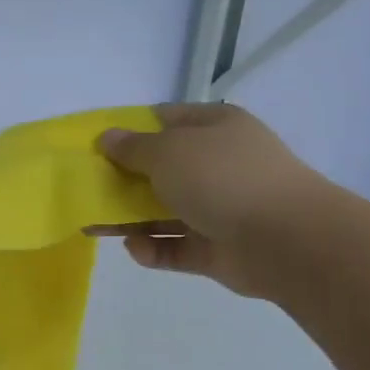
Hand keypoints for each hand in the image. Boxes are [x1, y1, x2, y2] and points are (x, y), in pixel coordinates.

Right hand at [97, 103, 331, 298]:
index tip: (94, 146)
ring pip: (162, 212)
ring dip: (128, 219)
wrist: (284, 239)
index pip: (164, 120)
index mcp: (214, 127)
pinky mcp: (215, 248)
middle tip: (85, 191)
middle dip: (121, 181)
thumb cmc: (223, 178)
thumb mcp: (169, 151)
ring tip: (92, 227)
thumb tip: (107, 138)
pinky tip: (136, 249)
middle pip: (159, 169)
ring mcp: (218, 208)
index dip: (128, 130)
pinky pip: (175, 247)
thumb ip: (133, 147)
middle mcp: (217, 164)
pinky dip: (153, 248)